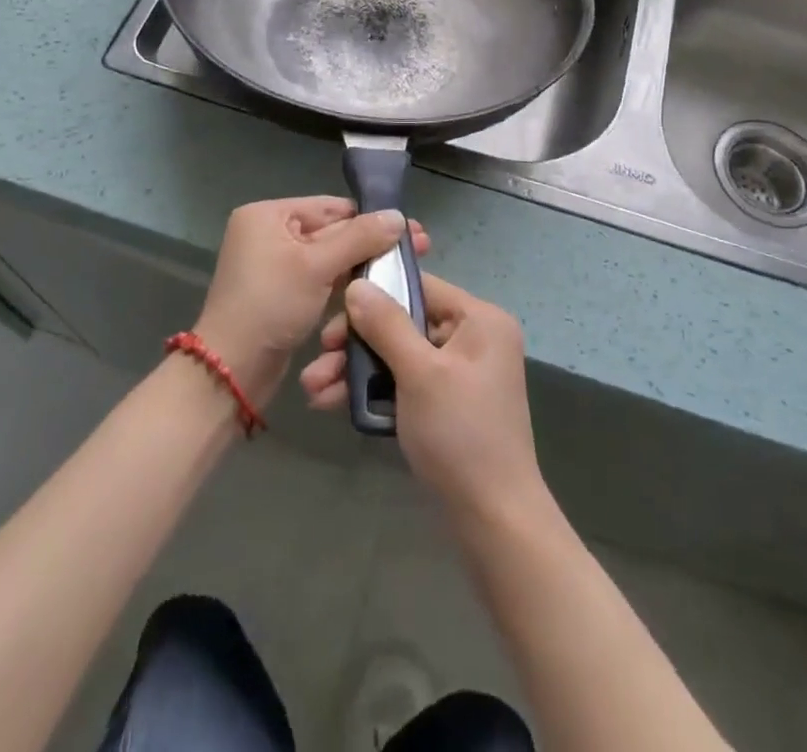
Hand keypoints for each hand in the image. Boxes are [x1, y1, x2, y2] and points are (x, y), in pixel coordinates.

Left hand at [195, 197, 430, 410]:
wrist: (232, 370)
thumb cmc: (270, 305)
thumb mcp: (317, 266)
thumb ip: (359, 238)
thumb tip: (399, 215)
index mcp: (268, 215)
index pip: (331, 207)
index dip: (372, 218)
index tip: (411, 229)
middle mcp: (269, 233)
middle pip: (332, 231)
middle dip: (372, 242)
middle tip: (420, 247)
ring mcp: (275, 265)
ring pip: (329, 258)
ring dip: (363, 264)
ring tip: (406, 268)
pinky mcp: (283, 293)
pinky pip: (320, 279)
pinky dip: (345, 283)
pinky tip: (378, 286)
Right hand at [300, 272, 545, 522]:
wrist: (494, 521)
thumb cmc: (460, 435)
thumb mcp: (419, 373)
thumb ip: (386, 325)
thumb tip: (357, 284)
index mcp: (479, 319)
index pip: (420, 287)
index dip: (375, 296)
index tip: (333, 317)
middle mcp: (473, 338)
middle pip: (404, 323)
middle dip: (356, 344)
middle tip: (318, 361)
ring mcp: (460, 373)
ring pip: (398, 356)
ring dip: (356, 371)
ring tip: (312, 390)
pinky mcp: (447, 404)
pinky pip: (405, 383)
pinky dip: (374, 392)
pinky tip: (333, 404)